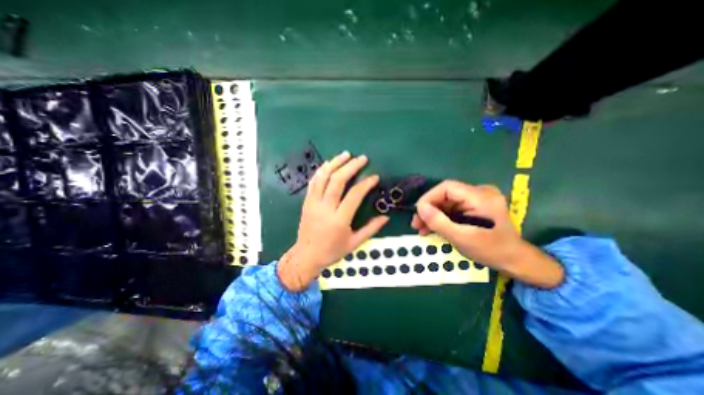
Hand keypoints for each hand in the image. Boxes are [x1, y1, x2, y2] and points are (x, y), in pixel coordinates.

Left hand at [276, 151, 386, 290]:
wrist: (306, 256)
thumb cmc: (332, 251)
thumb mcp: (354, 243)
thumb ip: (371, 229)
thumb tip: (386, 217)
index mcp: (339, 220)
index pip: (354, 195)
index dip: (366, 183)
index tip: (374, 177)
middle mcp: (325, 208)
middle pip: (337, 180)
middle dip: (351, 166)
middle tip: (362, 158)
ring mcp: (313, 203)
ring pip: (323, 177)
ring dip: (335, 163)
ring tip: (346, 154)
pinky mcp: (306, 202)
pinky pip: (313, 182)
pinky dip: (321, 170)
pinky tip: (329, 164)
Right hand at [410, 181, 564, 288]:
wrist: (514, 260)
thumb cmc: (491, 251)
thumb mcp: (462, 238)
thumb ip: (439, 222)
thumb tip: (420, 207)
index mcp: (481, 197)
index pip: (447, 187)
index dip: (429, 197)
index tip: (417, 212)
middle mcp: (479, 193)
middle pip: (445, 195)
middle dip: (428, 209)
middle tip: (416, 224)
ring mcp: (477, 199)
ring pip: (446, 203)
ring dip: (432, 215)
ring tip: (420, 229)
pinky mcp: (473, 206)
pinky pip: (451, 208)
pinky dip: (440, 218)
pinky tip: (431, 228)